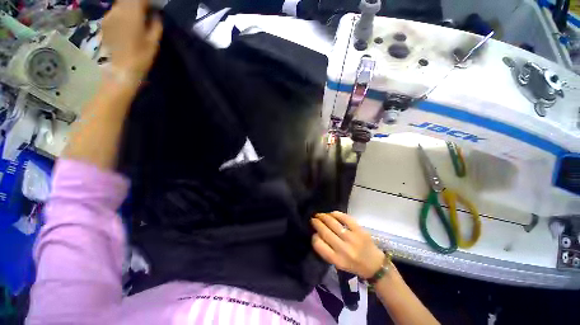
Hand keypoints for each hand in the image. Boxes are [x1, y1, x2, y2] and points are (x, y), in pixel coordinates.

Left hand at [101, 0, 162, 82]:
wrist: (120, 69)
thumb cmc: (140, 57)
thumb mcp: (153, 42)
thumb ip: (156, 25)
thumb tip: (156, 15)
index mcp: (132, 14)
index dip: (148, 1)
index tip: (154, 7)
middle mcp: (118, 11)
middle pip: (128, 0)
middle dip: (138, 3)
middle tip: (146, 11)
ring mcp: (109, 16)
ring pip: (121, 5)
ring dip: (129, 7)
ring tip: (137, 17)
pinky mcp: (105, 23)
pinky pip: (115, 12)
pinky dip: (122, 14)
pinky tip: (127, 24)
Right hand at [311, 211, 385, 278]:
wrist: (375, 265)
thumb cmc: (353, 265)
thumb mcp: (338, 264)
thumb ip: (327, 250)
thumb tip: (317, 233)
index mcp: (337, 260)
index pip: (319, 245)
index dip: (314, 237)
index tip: (314, 233)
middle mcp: (344, 249)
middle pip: (325, 232)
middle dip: (317, 223)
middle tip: (313, 219)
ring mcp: (352, 239)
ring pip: (333, 223)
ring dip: (324, 217)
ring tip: (320, 215)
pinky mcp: (359, 230)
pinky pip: (345, 218)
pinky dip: (336, 214)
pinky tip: (332, 213)